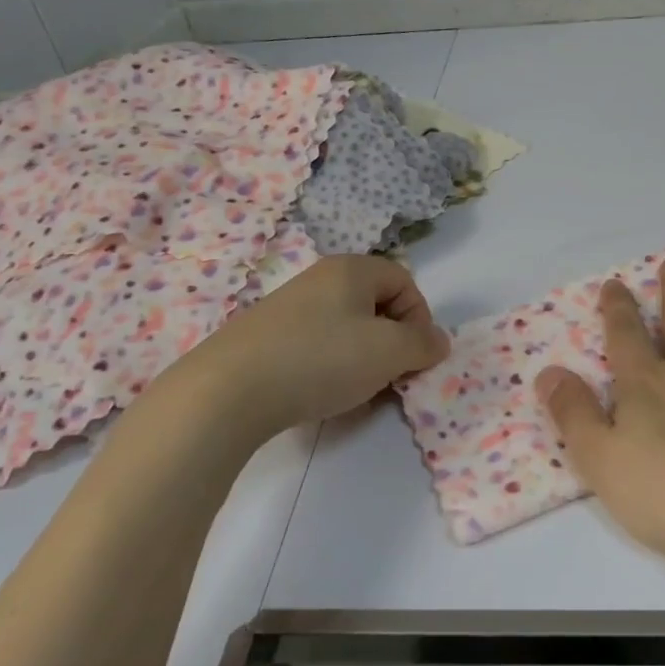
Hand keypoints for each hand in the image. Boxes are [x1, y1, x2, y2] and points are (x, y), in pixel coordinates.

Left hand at [154, 255, 450, 455]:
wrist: (227, 392)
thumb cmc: (321, 359)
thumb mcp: (389, 352)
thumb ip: (423, 344)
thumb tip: (437, 341)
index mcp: (351, 270)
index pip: (404, 281)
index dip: (419, 317)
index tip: (414, 355)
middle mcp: (319, 279)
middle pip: (374, 305)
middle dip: (391, 342)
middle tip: (388, 376)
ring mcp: (287, 308)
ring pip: (344, 329)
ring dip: (361, 359)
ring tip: (354, 392)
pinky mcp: (263, 338)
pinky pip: (314, 347)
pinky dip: (327, 369)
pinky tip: (319, 395)